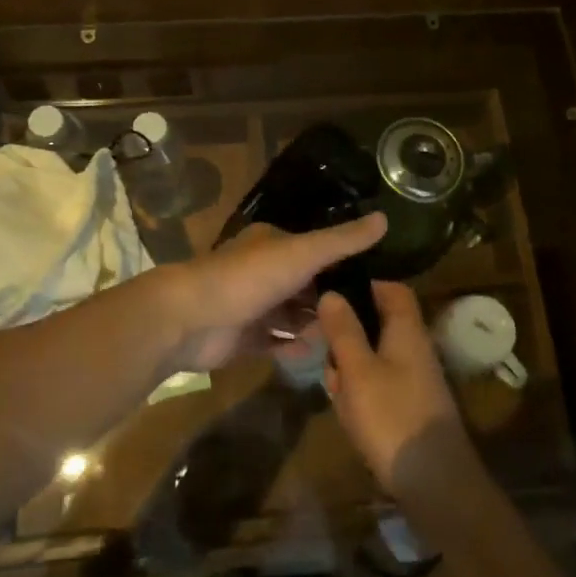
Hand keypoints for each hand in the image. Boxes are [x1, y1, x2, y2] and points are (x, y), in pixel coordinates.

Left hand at [166, 213, 387, 372]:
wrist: (190, 319)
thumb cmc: (248, 278)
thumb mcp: (301, 253)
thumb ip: (342, 241)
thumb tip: (385, 217)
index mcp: (274, 244)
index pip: (316, 250)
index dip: (343, 264)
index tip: (376, 282)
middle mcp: (263, 271)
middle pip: (306, 286)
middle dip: (330, 301)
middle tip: (365, 321)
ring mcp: (253, 306)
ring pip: (293, 316)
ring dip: (315, 327)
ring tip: (347, 342)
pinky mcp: (244, 338)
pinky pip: (277, 343)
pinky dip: (295, 349)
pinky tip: (318, 358)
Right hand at [319, 281, 471, 494]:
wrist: (435, 484)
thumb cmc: (392, 417)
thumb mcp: (358, 370)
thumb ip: (344, 330)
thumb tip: (331, 292)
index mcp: (407, 330)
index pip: (391, 289)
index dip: (363, 285)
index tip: (331, 295)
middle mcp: (415, 348)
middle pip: (377, 324)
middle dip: (347, 337)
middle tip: (326, 355)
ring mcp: (414, 379)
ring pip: (373, 357)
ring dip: (349, 369)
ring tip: (337, 392)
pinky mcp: (409, 407)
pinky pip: (378, 386)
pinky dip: (360, 394)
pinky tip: (350, 415)